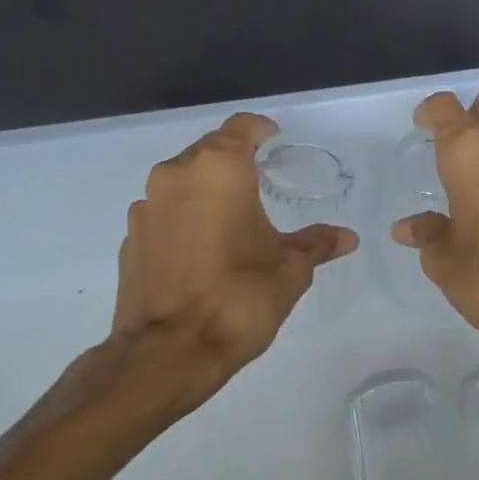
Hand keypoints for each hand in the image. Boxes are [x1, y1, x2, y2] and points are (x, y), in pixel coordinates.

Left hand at [114, 112, 357, 383]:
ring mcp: (146, 206)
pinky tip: (200, 250)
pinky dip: (184, 219)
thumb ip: (316, 244)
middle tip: (261, 182)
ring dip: (206, 190)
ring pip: (182, 181)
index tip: (276, 142)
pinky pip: (164, 213)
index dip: (262, 130)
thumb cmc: (238, 298)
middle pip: (209, 150)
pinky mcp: (130, 237)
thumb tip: (348, 237)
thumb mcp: (289, 270)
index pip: (242, 127)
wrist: (168, 353)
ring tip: (231, 219)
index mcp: (218, 169)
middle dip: (235, 161)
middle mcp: (175, 175)